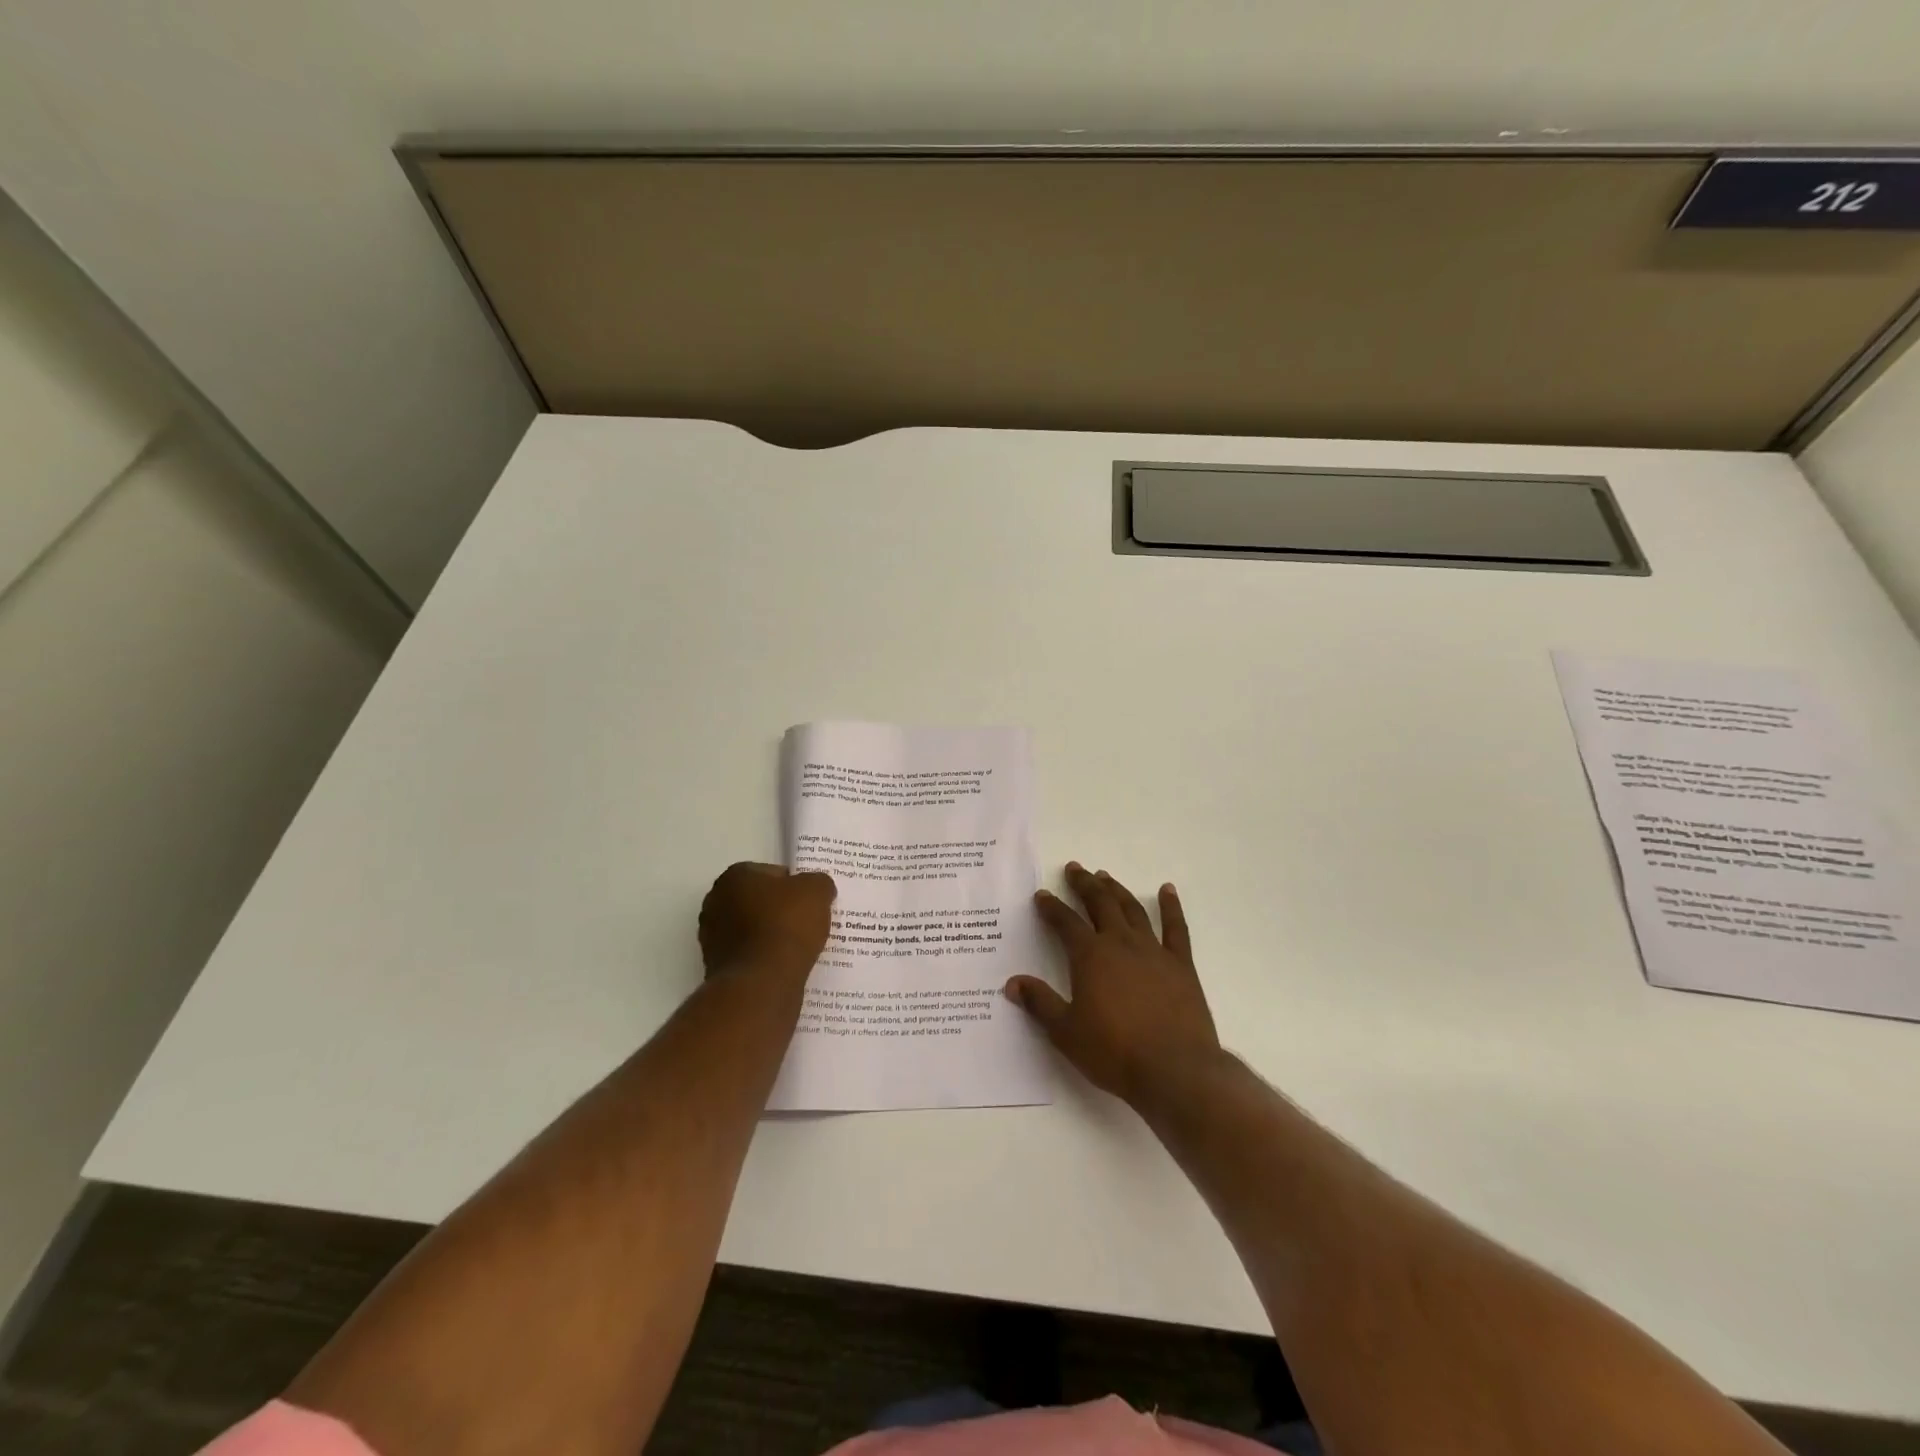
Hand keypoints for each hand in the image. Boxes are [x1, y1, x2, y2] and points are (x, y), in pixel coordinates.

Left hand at [698, 863, 835, 978]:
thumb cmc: (786, 925)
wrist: (762, 982)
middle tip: (805, 921)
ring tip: (798, 946)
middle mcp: (715, 902)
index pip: (770, 873)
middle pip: (757, 901)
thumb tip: (818, 888)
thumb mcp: (817, 891)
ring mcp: (711, 937)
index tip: (809, 901)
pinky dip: (764, 958)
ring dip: (770, 935)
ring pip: (751, 929)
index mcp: (734, 877)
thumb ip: (818, 882)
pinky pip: (749, 955)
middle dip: (778, 909)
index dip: (793, 886)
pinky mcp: (716, 967)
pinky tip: (784, 965)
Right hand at [1007, 862, 1222, 1105]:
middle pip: (1099, 904)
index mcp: (1090, 956)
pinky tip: (1167, 890)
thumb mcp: (1066, 1032)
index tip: (1042, 895)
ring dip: (1116, 890)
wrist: (1175, 1070)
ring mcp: (1153, 951)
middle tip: (1075, 869)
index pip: (1065, 922)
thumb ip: (1040, 1003)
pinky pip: (1176, 928)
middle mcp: (1120, 943)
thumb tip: (1012, 983)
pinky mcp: (1181, 965)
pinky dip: (1171, 906)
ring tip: (1105, 876)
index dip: (1051, 907)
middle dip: (1084, 884)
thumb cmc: (1114, 1052)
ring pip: (1132, 909)